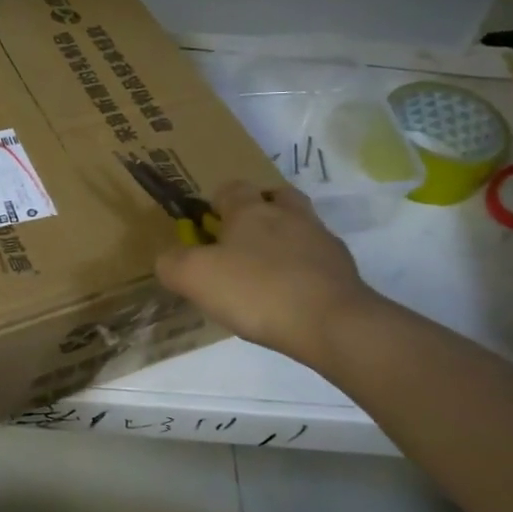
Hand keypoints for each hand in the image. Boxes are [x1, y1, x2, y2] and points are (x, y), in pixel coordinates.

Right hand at [156, 182, 381, 369]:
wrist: (332, 323)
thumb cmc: (256, 291)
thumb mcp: (194, 277)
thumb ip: (172, 263)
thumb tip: (169, 258)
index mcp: (251, 211)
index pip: (232, 188)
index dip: (216, 202)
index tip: (206, 227)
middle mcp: (289, 216)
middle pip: (275, 196)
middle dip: (259, 210)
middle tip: (241, 239)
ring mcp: (321, 241)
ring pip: (300, 225)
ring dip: (284, 238)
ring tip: (266, 270)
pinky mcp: (343, 270)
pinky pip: (317, 259)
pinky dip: (303, 269)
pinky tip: (290, 295)